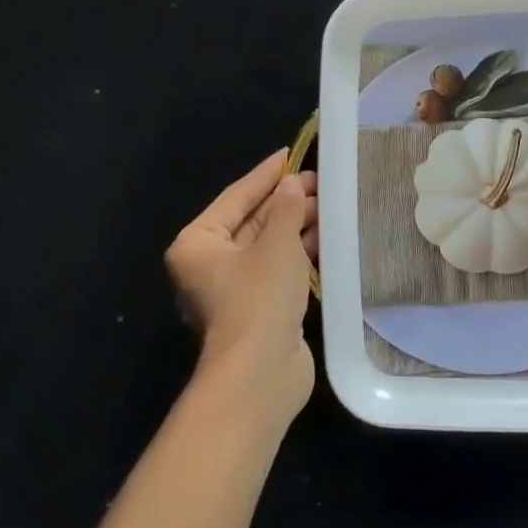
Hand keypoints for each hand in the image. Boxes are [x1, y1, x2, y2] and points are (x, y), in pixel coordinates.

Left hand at [165, 150, 318, 428]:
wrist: (260, 374)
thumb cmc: (259, 298)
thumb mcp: (276, 244)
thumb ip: (286, 209)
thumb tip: (291, 185)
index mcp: (198, 244)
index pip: (236, 197)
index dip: (265, 175)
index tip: (290, 153)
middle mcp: (210, 264)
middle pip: (251, 221)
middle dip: (285, 201)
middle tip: (320, 181)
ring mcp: (234, 289)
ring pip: (267, 245)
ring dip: (296, 225)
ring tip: (329, 204)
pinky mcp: (258, 308)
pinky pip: (278, 268)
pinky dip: (299, 252)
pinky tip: (326, 236)